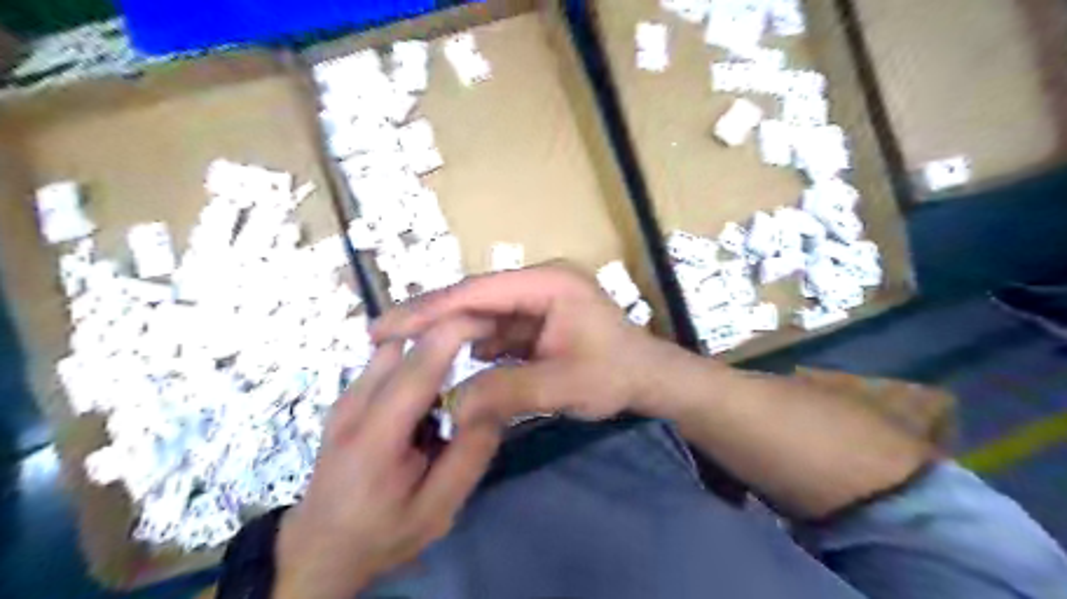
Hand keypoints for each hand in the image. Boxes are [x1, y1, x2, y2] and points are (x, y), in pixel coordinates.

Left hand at [273, 319, 506, 597]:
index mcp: (376, 436)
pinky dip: (417, 361)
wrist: (319, 545)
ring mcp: (346, 395)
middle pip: (406, 341)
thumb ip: (471, 454)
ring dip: (432, 348)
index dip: (457, 330)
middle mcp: (354, 403)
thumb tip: (496, 400)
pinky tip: (429, 396)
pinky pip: (388, 360)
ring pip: (397, 345)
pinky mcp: (347, 395)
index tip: (493, 324)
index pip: (419, 363)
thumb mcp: (439, 509)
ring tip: (458, 376)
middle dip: (449, 331)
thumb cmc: (381, 533)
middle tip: (486, 345)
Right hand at [372, 263, 677, 425]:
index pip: (478, 292)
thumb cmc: (617, 376)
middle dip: (430, 319)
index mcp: (547, 284)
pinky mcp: (536, 322)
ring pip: (481, 316)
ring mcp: (536, 303)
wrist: (650, 381)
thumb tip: (452, 406)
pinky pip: (495, 332)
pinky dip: (471, 347)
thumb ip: (507, 392)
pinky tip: (447, 363)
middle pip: (474, 300)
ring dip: (447, 335)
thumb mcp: (564, 386)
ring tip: (404, 352)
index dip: (429, 309)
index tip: (386, 327)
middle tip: (380, 337)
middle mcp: (538, 284)